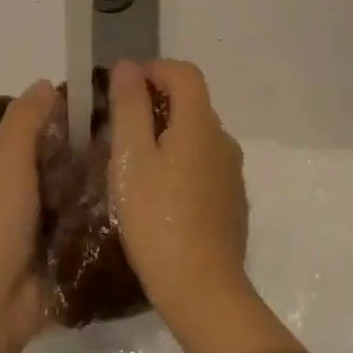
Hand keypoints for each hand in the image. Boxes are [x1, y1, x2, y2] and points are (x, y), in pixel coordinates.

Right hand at [107, 59, 250, 325]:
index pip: (185, 73)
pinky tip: (159, 195)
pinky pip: (205, 166)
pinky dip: (181, 164)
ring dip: (168, 136)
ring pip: (198, 137)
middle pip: (193, 104)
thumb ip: (130, 107)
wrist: (201, 287)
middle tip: (119, 128)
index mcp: (200, 124)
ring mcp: (232, 174)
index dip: (154, 70)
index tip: (122, 88)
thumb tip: (129, 66)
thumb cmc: (156, 218)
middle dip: (157, 103)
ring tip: (134, 164)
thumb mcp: (132, 158)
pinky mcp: (232, 202)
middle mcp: (224, 141)